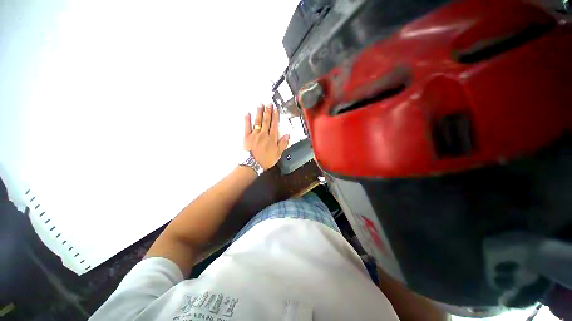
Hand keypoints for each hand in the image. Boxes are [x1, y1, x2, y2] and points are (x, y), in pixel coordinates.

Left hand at [244, 103, 288, 169]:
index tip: (276, 109)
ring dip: (259, 112)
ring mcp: (255, 134)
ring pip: (258, 121)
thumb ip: (283, 144)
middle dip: (268, 111)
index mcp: (272, 138)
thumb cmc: (266, 160)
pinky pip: (247, 126)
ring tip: (260, 105)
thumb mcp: (278, 154)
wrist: (253, 164)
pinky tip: (247, 113)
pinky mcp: (247, 136)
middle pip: (267, 121)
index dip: (276, 116)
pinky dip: (247, 119)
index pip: (275, 125)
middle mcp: (264, 134)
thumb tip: (287, 135)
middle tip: (268, 103)